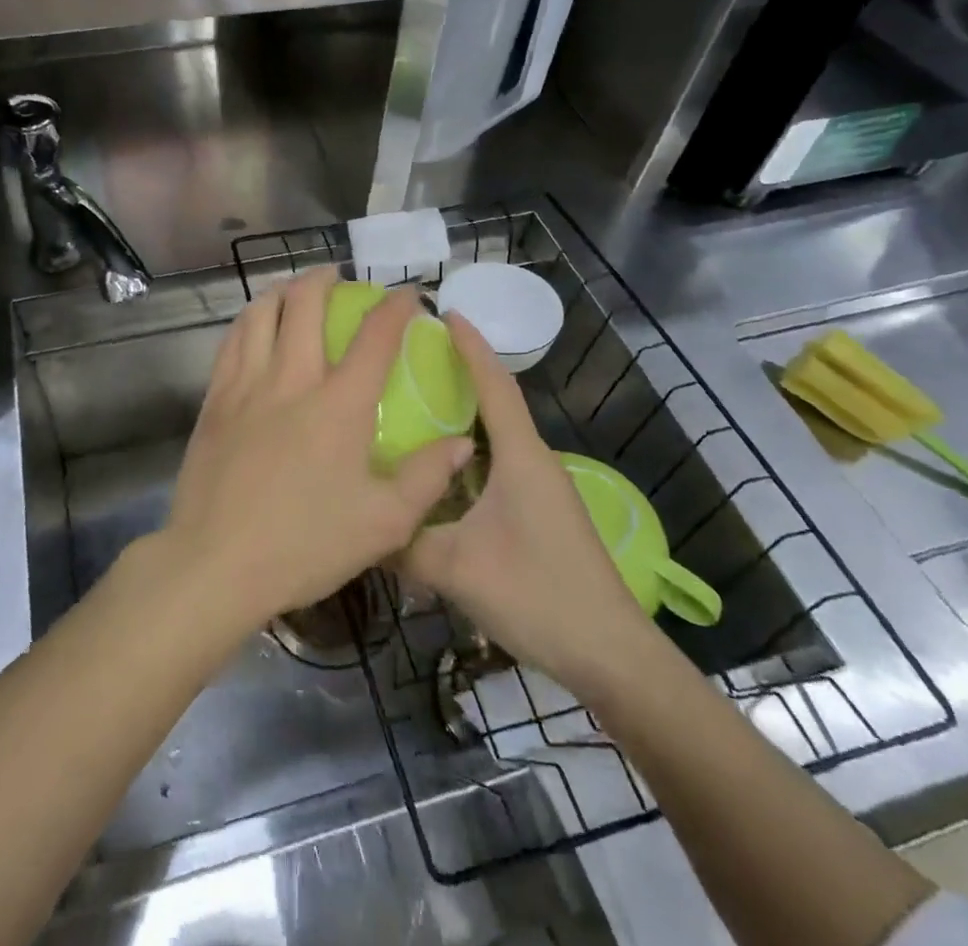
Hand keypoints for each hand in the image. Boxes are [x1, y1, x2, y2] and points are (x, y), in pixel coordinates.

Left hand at [158, 267, 474, 632]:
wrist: (216, 564)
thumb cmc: (305, 545)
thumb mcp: (384, 523)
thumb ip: (427, 478)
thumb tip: (461, 442)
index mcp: (339, 403)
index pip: (375, 335)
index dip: (396, 306)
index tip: (407, 294)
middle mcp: (291, 378)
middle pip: (305, 303)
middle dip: (325, 279)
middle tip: (338, 278)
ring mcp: (246, 385)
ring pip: (260, 312)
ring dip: (281, 290)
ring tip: (294, 289)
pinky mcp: (214, 400)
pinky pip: (231, 341)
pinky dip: (248, 320)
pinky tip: (253, 326)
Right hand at [403, 313, 660, 690]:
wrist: (611, 656)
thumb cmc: (538, 594)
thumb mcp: (456, 568)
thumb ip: (402, 543)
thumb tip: (355, 524)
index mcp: (520, 457)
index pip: (494, 384)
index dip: (470, 346)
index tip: (444, 312)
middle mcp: (534, 462)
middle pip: (496, 402)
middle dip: (460, 372)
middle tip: (412, 358)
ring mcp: (541, 490)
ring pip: (496, 437)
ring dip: (463, 415)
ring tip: (417, 405)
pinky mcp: (541, 515)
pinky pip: (497, 466)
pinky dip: (468, 454)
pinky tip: (439, 471)